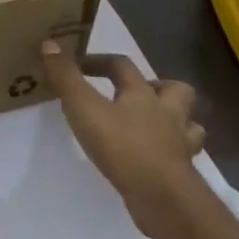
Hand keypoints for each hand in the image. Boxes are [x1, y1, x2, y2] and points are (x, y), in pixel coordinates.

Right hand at [40, 41, 205, 236]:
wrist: (162, 196)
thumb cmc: (123, 146)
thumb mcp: (84, 108)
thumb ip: (66, 78)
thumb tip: (49, 42)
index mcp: (142, 93)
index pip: (122, 65)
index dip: (100, 61)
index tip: (79, 66)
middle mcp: (167, 113)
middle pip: (176, 90)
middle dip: (159, 87)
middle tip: (136, 95)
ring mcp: (179, 144)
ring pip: (189, 125)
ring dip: (175, 122)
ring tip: (154, 127)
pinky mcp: (181, 173)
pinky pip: (182, 156)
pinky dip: (171, 153)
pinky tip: (155, 159)